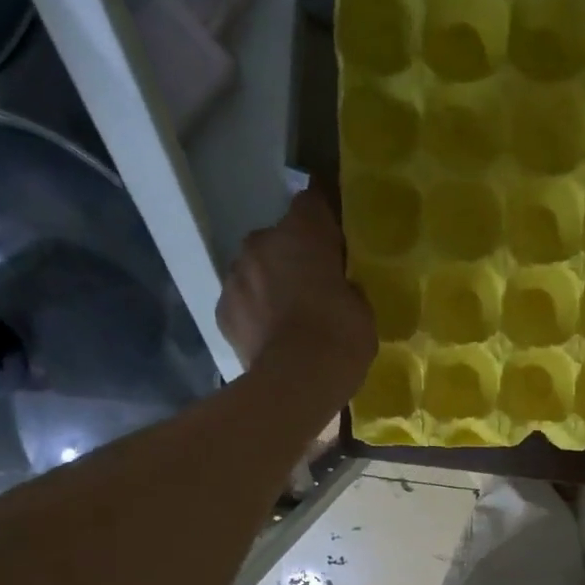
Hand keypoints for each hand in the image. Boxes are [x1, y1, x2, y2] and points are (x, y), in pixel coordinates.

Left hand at [218, 188, 377, 405]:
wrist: (296, 382)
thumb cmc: (339, 338)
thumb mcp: (362, 309)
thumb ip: (347, 287)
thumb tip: (338, 289)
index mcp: (302, 233)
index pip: (313, 202)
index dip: (326, 221)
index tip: (337, 242)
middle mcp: (261, 242)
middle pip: (279, 239)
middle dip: (295, 258)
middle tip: (316, 289)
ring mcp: (235, 275)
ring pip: (256, 270)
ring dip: (271, 285)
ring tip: (291, 319)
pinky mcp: (222, 310)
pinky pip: (243, 303)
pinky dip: (255, 314)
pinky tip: (272, 338)